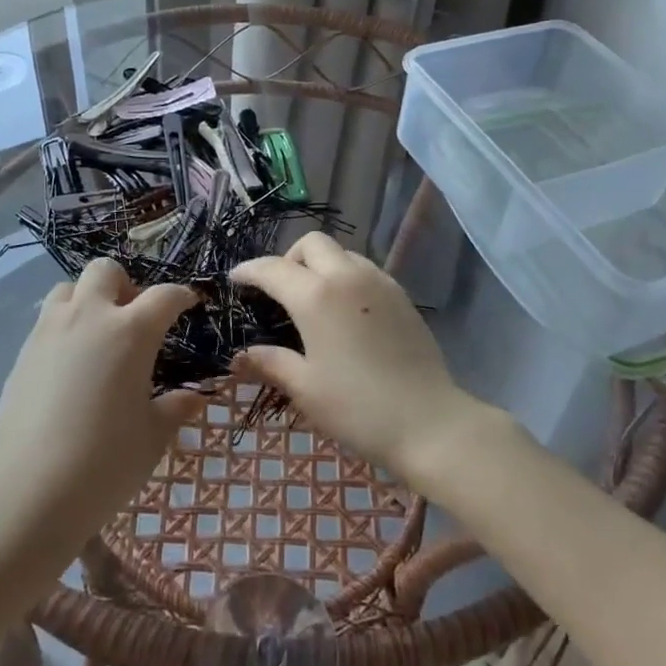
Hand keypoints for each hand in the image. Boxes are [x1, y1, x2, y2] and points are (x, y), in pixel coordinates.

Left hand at [0, 259, 202, 558]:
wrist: (25, 495)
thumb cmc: (104, 464)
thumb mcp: (152, 438)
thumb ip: (175, 408)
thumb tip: (195, 397)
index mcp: (131, 332)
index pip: (164, 296)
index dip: (182, 296)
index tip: (190, 303)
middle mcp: (89, 317)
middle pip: (106, 272)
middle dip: (125, 284)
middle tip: (134, 319)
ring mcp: (50, 332)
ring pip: (69, 288)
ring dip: (88, 300)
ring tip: (98, 337)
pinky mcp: (22, 353)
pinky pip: (47, 320)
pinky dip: (64, 326)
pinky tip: (71, 366)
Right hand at [230, 233, 486, 489]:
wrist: (429, 422)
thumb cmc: (358, 407)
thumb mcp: (305, 389)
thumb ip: (270, 363)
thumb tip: (240, 356)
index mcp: (316, 296)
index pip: (273, 269)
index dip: (250, 271)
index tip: (236, 279)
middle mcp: (346, 276)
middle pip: (311, 244)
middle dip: (289, 258)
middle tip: (280, 291)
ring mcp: (378, 282)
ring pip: (341, 252)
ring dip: (320, 265)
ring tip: (314, 300)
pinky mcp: (400, 294)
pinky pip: (364, 269)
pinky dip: (345, 276)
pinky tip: (345, 311)